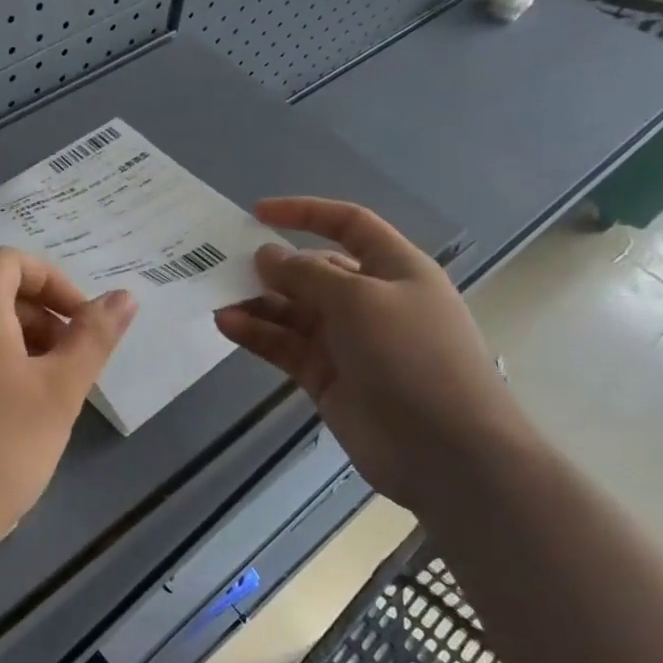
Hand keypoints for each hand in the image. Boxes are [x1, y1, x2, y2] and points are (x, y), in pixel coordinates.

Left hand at [0, 247, 135, 577]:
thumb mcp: (58, 393)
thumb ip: (93, 338)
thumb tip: (123, 296)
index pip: (12, 262)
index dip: (55, 282)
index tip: (82, 324)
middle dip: (42, 319)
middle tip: (71, 369)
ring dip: (19, 347)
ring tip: (45, 400)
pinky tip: (6, 423)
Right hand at [215, 197, 532, 508]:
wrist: (444, 449)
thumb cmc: (411, 356)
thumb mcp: (359, 299)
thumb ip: (306, 274)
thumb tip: (267, 256)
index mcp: (394, 269)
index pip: (349, 225)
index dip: (306, 213)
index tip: (258, 213)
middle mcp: (370, 300)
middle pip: (314, 271)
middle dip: (273, 267)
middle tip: (226, 266)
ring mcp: (347, 341)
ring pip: (293, 311)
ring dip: (257, 303)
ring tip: (218, 298)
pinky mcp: (327, 377)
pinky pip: (286, 346)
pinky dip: (257, 335)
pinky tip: (226, 325)